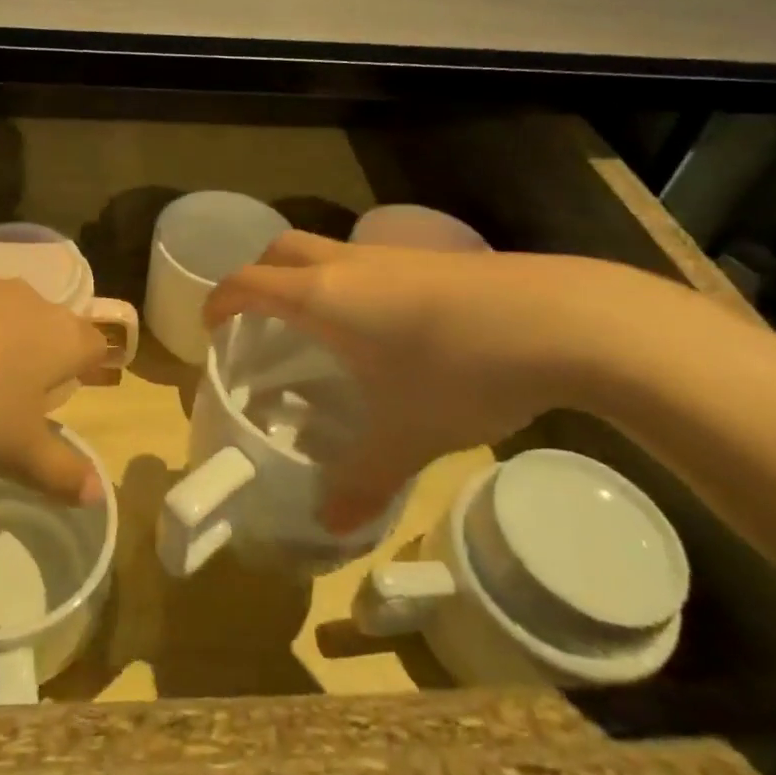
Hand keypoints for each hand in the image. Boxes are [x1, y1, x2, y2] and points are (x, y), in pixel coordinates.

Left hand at [0, 261, 108, 504]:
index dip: (90, 365)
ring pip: (1, 312)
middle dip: (40, 352)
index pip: (94, 344)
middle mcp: (29, 302)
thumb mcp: (15, 451)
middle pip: (48, 323)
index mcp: (61, 339)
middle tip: (23, 387)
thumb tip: (97, 494)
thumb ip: (58, 471)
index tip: (78, 384)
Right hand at [203, 232, 617, 530]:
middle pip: (282, 249)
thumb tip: (331, 525)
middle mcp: (349, 266)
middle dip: (259, 275)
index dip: (221, 301)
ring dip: (309, 275)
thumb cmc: (460, 371)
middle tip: (260, 318)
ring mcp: (394, 255)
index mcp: (323, 298)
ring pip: (329, 250)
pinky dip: (354, 282)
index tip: (212, 328)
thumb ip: (364, 480)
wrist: (563, 320)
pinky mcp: (435, 259)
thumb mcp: (406, 435)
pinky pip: (371, 261)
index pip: (248, 282)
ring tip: (322, 327)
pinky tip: (388, 326)